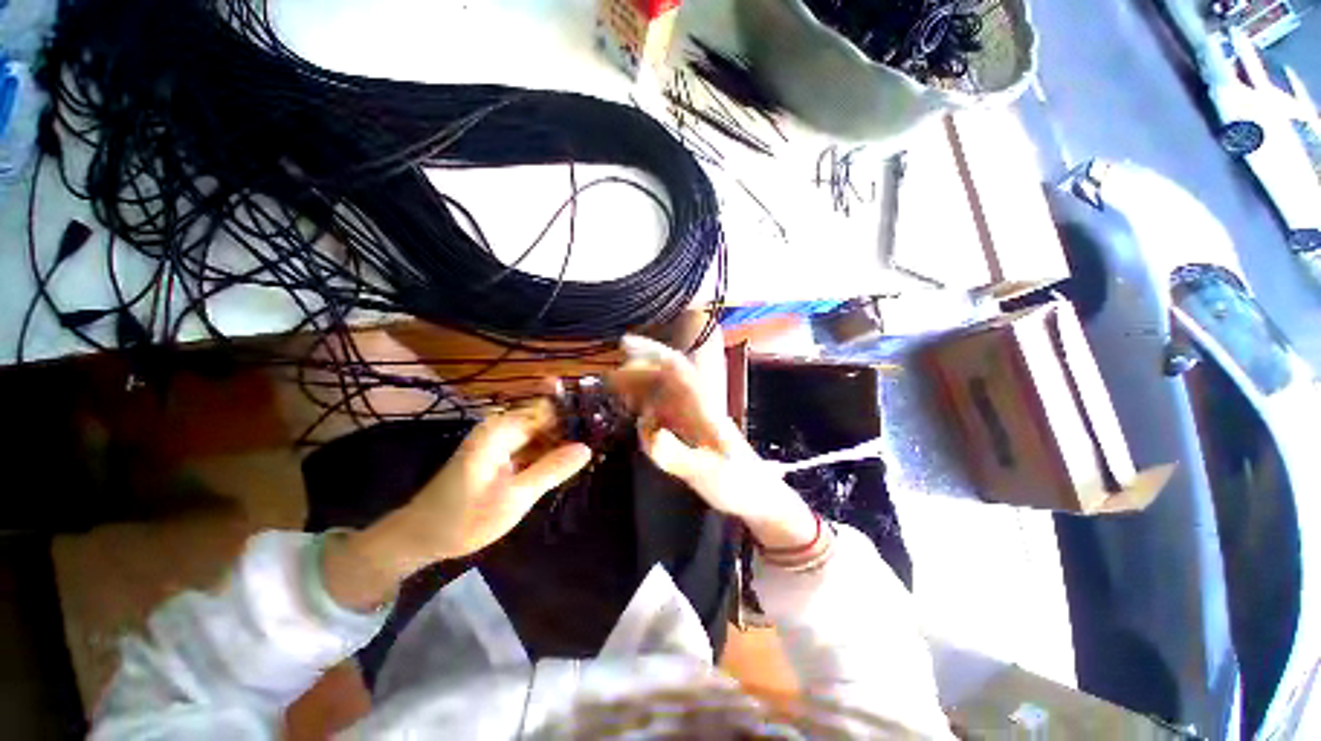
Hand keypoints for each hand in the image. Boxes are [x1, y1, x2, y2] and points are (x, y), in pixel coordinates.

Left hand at [372, 400, 590, 566]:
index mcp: (502, 429)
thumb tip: (587, 447)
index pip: (549, 409)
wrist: (420, 537)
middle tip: (604, 437)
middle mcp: (502, 427)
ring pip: (542, 431)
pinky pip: (533, 444)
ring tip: (595, 449)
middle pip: (547, 417)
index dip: (576, 412)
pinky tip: (570, 461)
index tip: (604, 420)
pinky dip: (550, 452)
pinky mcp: (501, 453)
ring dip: (564, 440)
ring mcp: (501, 440)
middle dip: (573, 426)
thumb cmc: (464, 519)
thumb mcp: (515, 498)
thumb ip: (551, 469)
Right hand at [609, 336, 816, 549]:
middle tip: (607, 379)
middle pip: (663, 378)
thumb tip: (652, 433)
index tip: (625, 344)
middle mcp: (695, 406)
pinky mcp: (689, 432)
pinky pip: (663, 412)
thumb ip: (680, 457)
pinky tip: (634, 414)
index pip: (676, 369)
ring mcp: (692, 419)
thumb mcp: (710, 476)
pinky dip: (644, 408)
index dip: (652, 352)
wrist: (758, 498)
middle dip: (636, 372)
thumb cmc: (739, 485)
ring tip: (613, 391)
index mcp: (703, 408)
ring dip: (638, 388)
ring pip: (662, 393)